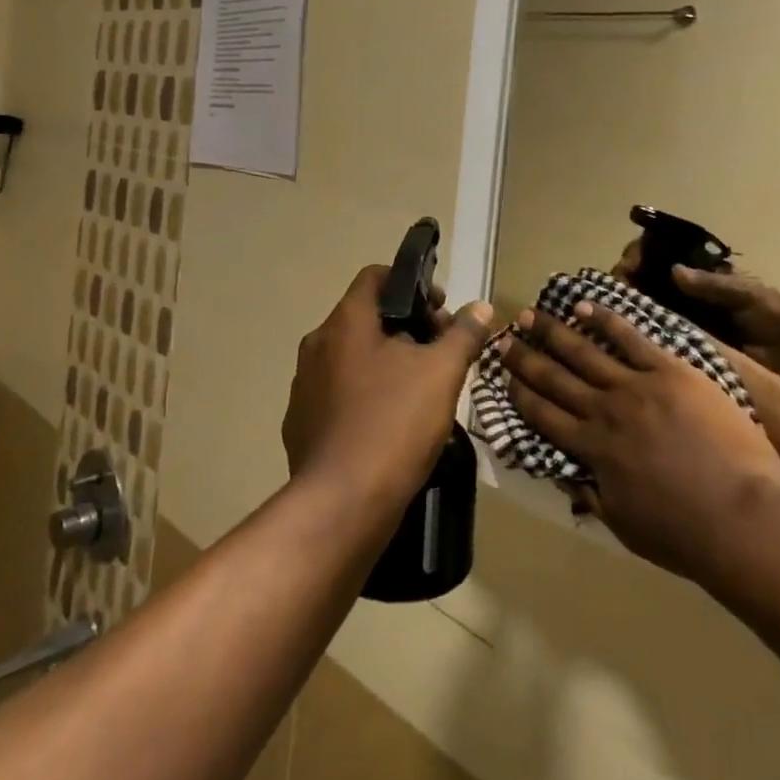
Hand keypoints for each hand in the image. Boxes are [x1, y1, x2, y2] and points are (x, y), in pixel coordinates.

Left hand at [282, 267, 492, 513]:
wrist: (342, 503)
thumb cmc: (395, 423)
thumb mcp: (441, 374)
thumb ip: (462, 334)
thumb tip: (480, 308)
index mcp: (346, 321)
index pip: (375, 277)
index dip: (411, 283)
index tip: (439, 310)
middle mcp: (317, 344)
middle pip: (365, 318)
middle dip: (404, 327)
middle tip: (437, 353)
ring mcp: (303, 384)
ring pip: (350, 357)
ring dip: (383, 362)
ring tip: (417, 390)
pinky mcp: (299, 421)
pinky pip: (336, 394)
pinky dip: (362, 395)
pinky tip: (387, 423)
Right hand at [499, 303, 779, 580]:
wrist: (742, 516)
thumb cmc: (685, 534)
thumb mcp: (624, 525)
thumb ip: (591, 495)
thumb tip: (564, 474)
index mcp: (592, 450)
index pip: (544, 415)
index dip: (520, 393)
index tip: (501, 375)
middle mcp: (603, 411)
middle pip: (555, 378)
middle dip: (526, 358)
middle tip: (504, 339)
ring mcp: (635, 387)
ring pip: (585, 352)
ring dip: (554, 332)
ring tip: (531, 314)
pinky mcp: (669, 371)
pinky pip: (630, 339)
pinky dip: (605, 320)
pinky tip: (584, 305)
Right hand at [611, 242, 779, 360]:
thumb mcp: (752, 297)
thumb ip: (714, 285)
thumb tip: (673, 270)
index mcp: (706, 277)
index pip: (661, 255)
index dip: (639, 256)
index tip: (626, 267)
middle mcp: (693, 297)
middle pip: (648, 280)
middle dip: (626, 282)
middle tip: (612, 295)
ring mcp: (693, 324)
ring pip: (650, 309)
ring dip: (628, 309)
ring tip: (611, 319)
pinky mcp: (697, 351)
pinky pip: (663, 340)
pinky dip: (643, 337)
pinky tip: (625, 344)